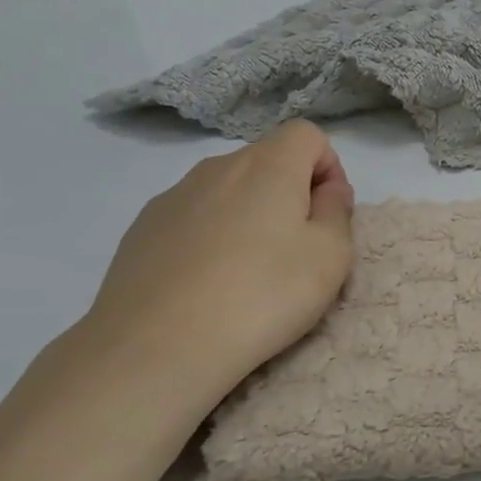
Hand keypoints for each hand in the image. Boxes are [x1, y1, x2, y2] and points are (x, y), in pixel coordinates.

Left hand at [78, 121, 355, 412]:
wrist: (157, 346)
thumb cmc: (262, 296)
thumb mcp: (330, 257)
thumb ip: (338, 211)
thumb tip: (328, 190)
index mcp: (268, 166)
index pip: (307, 134)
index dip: (328, 168)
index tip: (328, 215)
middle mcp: (218, 167)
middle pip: (267, 160)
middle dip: (290, 193)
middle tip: (296, 250)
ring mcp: (174, 195)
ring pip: (228, 189)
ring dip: (249, 214)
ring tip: (249, 272)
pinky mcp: (143, 228)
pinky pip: (193, 216)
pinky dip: (211, 235)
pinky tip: (208, 282)